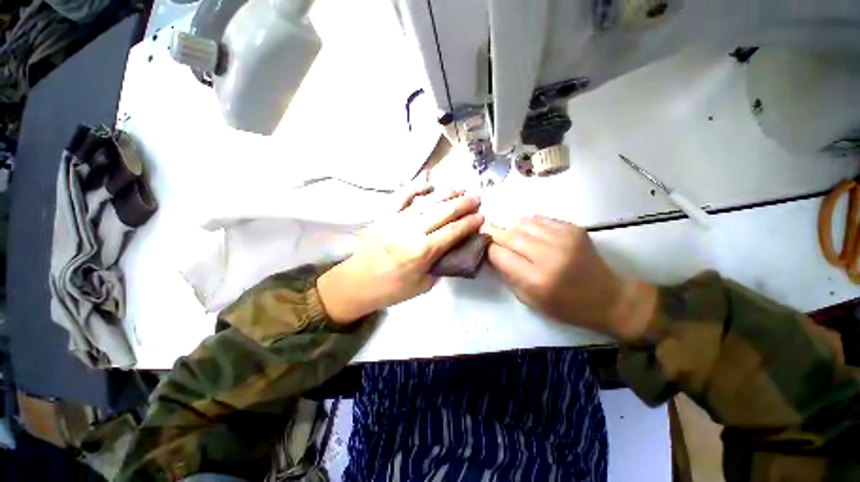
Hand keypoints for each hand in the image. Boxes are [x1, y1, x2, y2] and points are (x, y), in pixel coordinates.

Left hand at [317, 185, 483, 323]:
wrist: (356, 283)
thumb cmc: (390, 289)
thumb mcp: (422, 285)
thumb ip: (439, 266)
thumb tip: (450, 250)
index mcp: (422, 251)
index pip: (452, 232)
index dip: (469, 223)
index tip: (481, 216)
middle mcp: (411, 231)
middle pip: (442, 213)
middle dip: (462, 204)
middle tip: (476, 197)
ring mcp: (396, 220)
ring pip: (426, 202)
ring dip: (444, 193)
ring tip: (459, 188)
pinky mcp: (384, 216)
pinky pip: (400, 197)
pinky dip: (414, 187)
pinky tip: (427, 182)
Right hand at [485, 216, 656, 341]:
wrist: (609, 297)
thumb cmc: (566, 306)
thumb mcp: (529, 300)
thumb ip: (507, 274)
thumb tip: (491, 253)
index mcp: (537, 279)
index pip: (499, 254)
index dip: (489, 250)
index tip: (487, 251)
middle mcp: (550, 255)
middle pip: (509, 235)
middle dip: (497, 237)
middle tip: (494, 241)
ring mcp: (564, 238)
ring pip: (522, 222)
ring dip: (513, 230)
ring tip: (517, 240)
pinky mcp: (574, 228)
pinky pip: (539, 219)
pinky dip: (530, 226)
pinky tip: (533, 236)